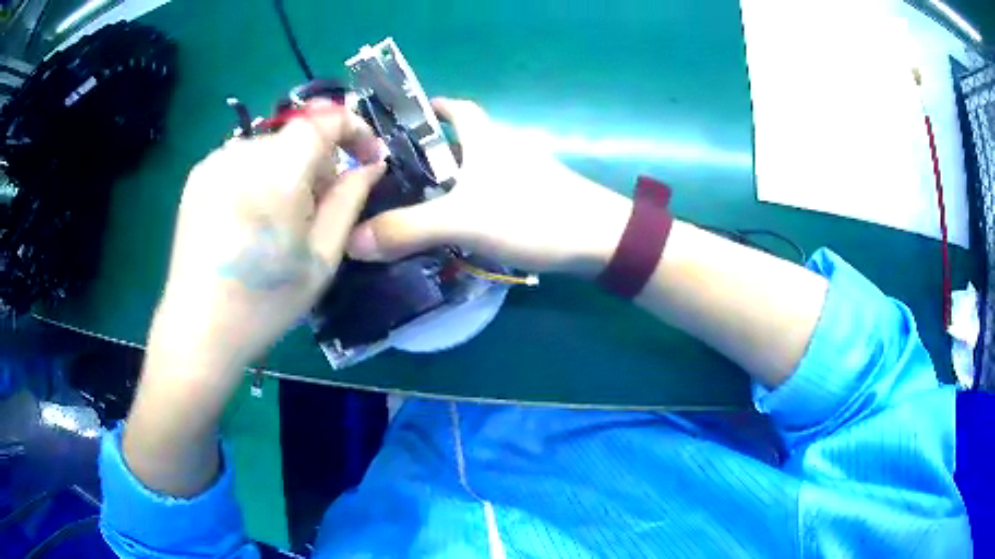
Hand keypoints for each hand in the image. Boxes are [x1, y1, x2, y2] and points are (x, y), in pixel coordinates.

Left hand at [124, 101, 383, 496]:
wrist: (199, 329)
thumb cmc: (265, 302)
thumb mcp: (321, 258)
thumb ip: (349, 201)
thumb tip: (370, 164)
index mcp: (278, 172)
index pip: (326, 117)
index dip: (354, 128)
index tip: (366, 157)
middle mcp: (244, 153)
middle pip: (298, 135)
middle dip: (320, 161)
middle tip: (321, 207)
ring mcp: (216, 161)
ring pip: (271, 148)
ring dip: (289, 170)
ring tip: (282, 219)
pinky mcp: (198, 175)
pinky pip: (243, 159)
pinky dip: (260, 176)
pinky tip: (252, 218)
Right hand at [347, 98, 631, 276]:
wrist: (600, 239)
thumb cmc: (531, 214)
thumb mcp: (462, 220)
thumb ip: (407, 229)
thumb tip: (352, 241)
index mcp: (486, 138)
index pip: (456, 108)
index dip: (431, 107)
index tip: (403, 120)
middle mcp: (506, 148)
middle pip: (464, 138)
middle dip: (434, 149)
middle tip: (398, 173)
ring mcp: (523, 175)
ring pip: (479, 168)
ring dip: (452, 179)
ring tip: (418, 202)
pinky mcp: (535, 200)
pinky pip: (492, 193)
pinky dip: (472, 202)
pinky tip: (458, 226)